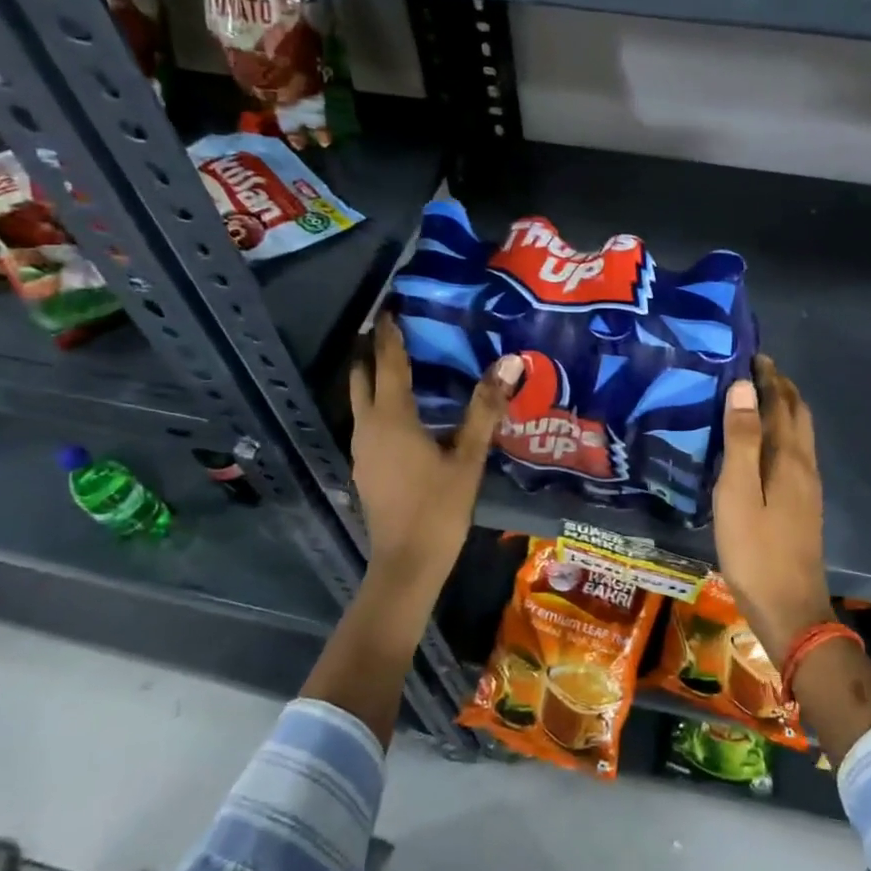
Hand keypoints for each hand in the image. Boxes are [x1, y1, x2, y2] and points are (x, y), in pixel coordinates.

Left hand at [350, 314, 519, 587]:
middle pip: (362, 377)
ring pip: (361, 401)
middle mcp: (368, 427)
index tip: (390, 306)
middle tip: (390, 328)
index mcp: (392, 418)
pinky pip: (367, 422)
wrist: (406, 563)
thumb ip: (485, 409)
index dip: (389, 333)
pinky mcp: (365, 468)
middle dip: (372, 350)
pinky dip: (378, 404)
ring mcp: (361, 449)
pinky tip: (402, 412)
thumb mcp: (468, 458)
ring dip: (373, 377)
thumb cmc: (440, 508)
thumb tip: (508, 363)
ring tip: (397, 362)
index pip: (388, 362)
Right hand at [712, 355, 835, 659]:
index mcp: (789, 459)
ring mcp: (808, 488)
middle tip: (754, 370)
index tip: (750, 354)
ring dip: (784, 410)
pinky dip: (782, 434)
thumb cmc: (755, 550)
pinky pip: (795, 454)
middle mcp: (805, 466)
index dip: (769, 377)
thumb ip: (742, 440)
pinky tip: (762, 446)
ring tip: (755, 399)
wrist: (789, 608)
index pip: (782, 403)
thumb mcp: (738, 494)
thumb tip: (744, 387)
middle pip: (798, 415)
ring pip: (799, 435)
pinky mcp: (803, 506)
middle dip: (781, 388)